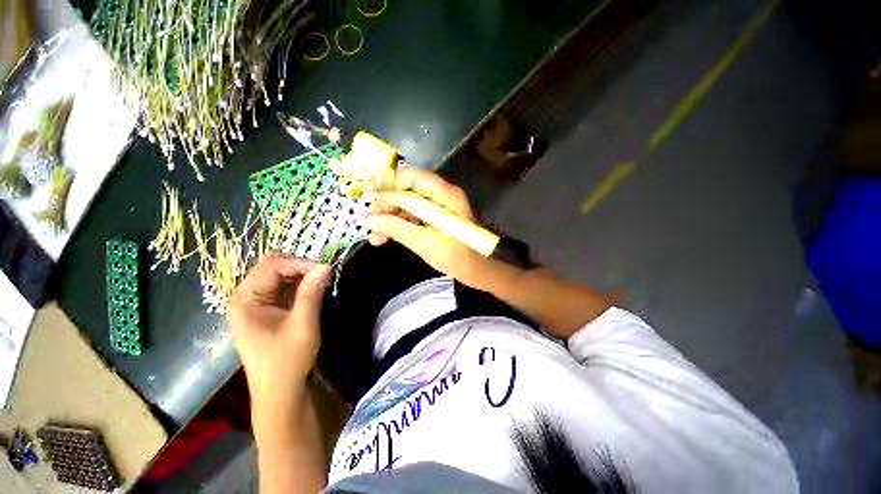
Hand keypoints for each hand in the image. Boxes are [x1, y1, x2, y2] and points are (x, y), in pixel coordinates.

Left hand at [226, 254, 329, 425]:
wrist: (279, 392)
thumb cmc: (288, 360)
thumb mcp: (303, 325)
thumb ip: (311, 293)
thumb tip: (325, 266)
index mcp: (245, 301)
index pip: (272, 266)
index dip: (299, 264)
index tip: (325, 270)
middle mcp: (245, 298)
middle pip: (272, 268)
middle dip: (300, 268)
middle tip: (323, 275)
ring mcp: (254, 305)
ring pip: (278, 277)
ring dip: (301, 276)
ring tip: (321, 283)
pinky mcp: (264, 311)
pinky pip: (281, 289)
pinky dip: (299, 286)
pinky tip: (313, 292)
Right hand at [365, 167, 494, 286]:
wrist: (479, 271)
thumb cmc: (458, 257)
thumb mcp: (425, 243)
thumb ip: (398, 229)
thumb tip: (371, 221)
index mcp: (445, 195)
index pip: (412, 177)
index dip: (387, 181)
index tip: (366, 191)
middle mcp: (442, 196)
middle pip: (407, 191)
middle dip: (386, 205)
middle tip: (368, 219)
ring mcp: (439, 208)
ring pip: (408, 205)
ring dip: (390, 218)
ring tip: (373, 235)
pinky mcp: (436, 219)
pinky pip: (414, 216)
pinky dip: (399, 225)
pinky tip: (384, 238)